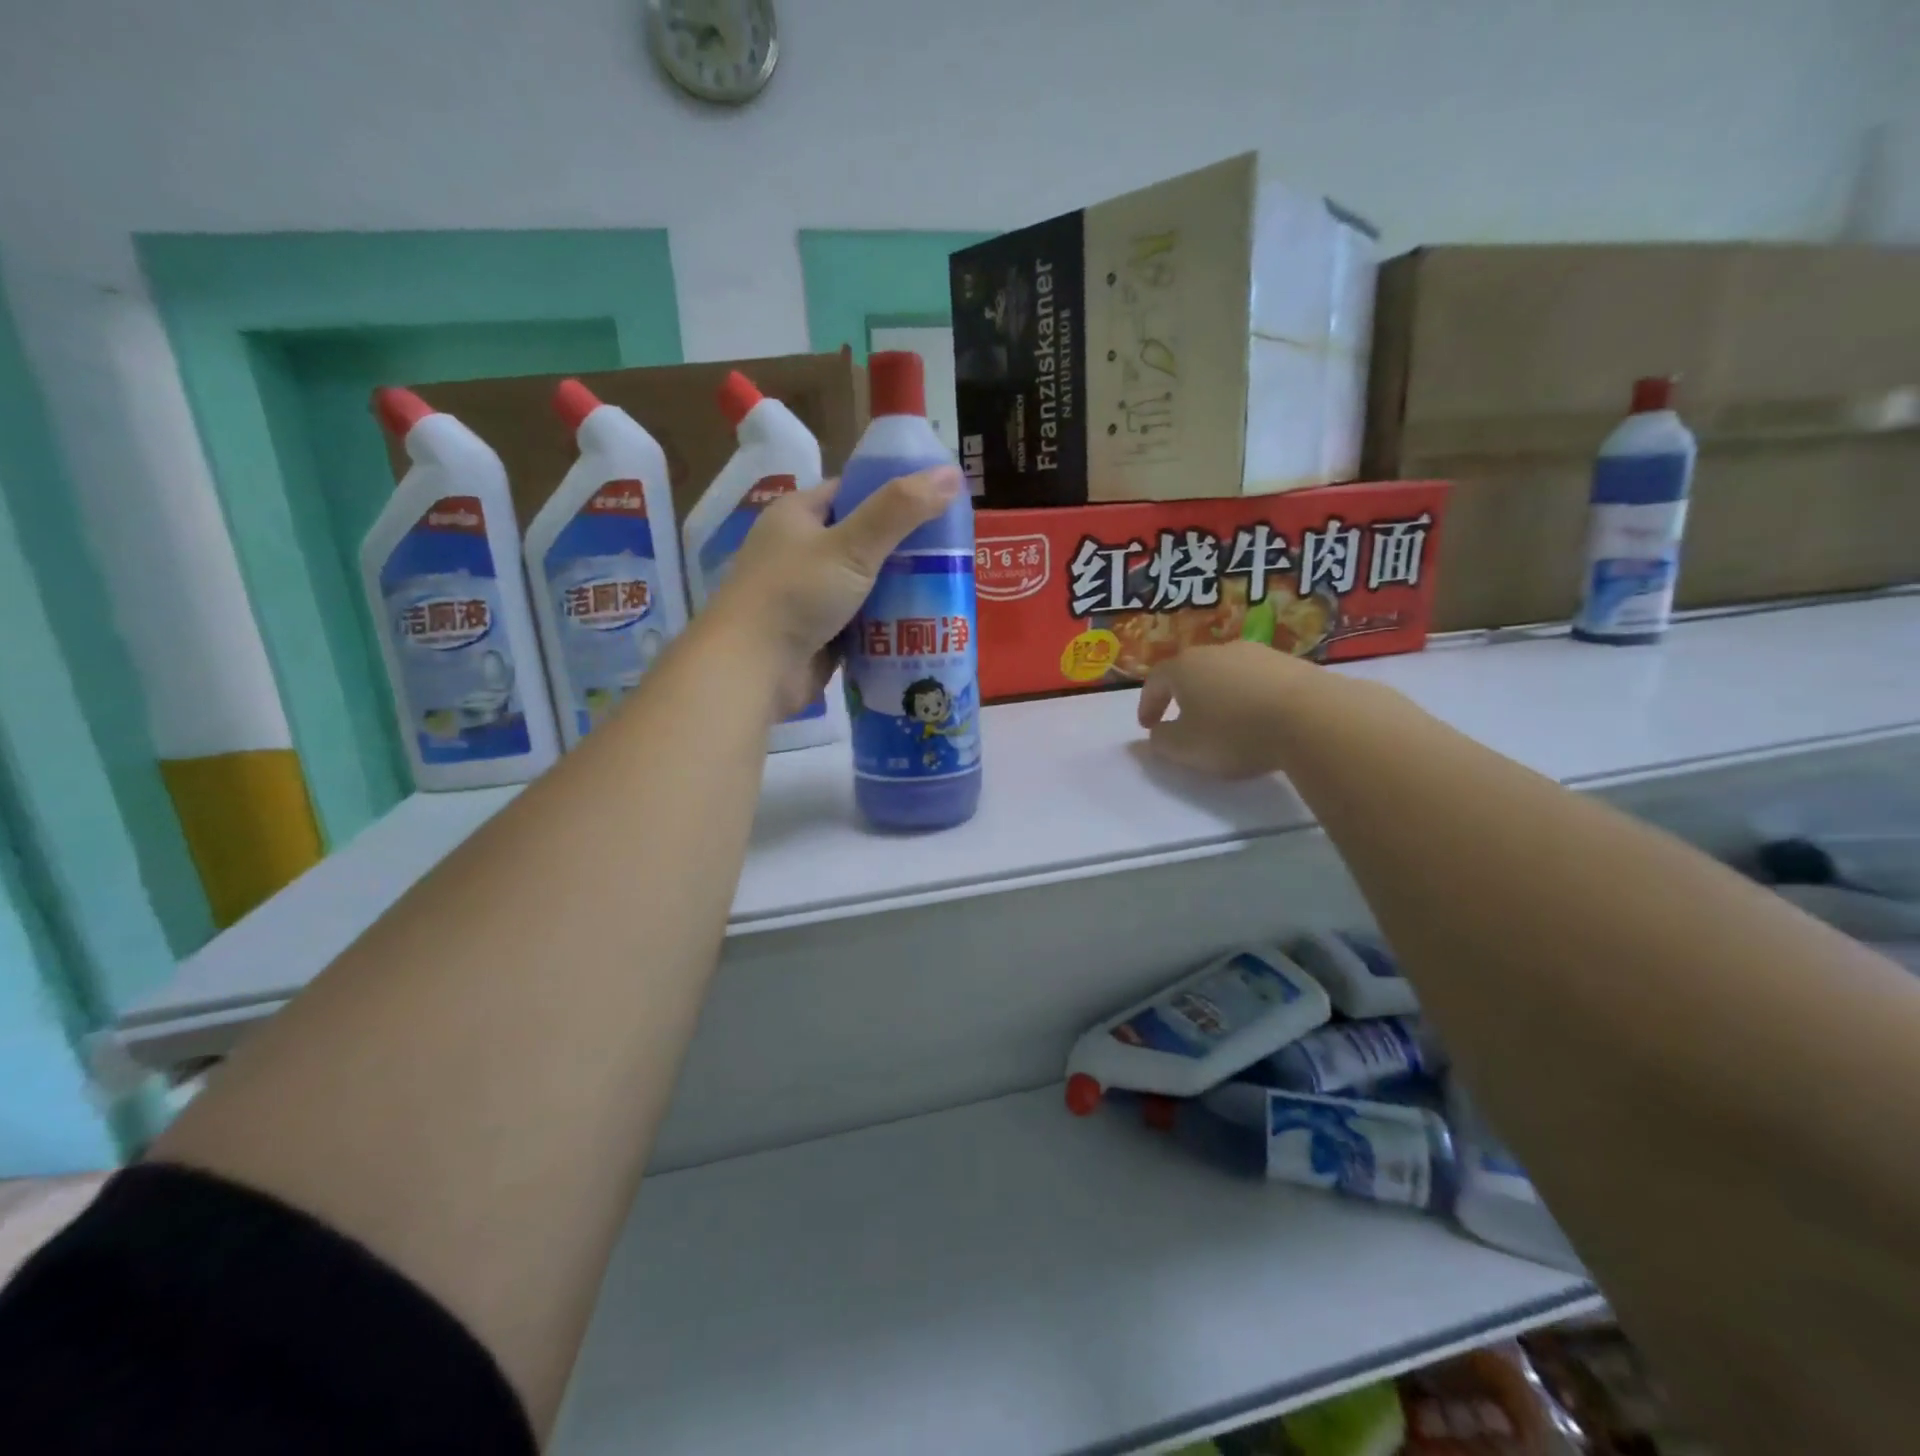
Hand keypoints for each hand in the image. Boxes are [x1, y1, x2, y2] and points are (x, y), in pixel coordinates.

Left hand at [709, 466, 962, 717]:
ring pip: (866, 584)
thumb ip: (900, 510)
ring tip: (950, 589)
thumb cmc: (796, 595)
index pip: (853, 492)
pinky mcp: (819, 633)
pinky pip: (862, 621)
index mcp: (798, 515)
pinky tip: (925, 624)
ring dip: (900, 590)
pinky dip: (887, 624)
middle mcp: (800, 551)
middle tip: (954, 555)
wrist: (753, 670)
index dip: (895, 494)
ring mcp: (808, 595)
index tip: (939, 506)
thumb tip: (952, 473)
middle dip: (906, 549)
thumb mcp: (852, 545)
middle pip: (864, 540)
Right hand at [1136, 640, 1307, 778]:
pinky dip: (1252, 697)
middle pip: (1192, 671)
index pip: (1156, 680)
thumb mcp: (1185, 748)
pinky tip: (1261, 719)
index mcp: (1185, 667)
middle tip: (1184, 720)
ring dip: (1221, 695)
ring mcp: (1258, 653)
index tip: (1148, 727)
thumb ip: (1161, 742)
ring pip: (1228, 673)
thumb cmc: (1234, 733)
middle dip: (1184, 696)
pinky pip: (1259, 680)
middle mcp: (1218, 651)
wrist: (1312, 717)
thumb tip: (1154, 734)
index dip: (1148, 704)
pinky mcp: (1292, 663)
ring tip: (1227, 722)